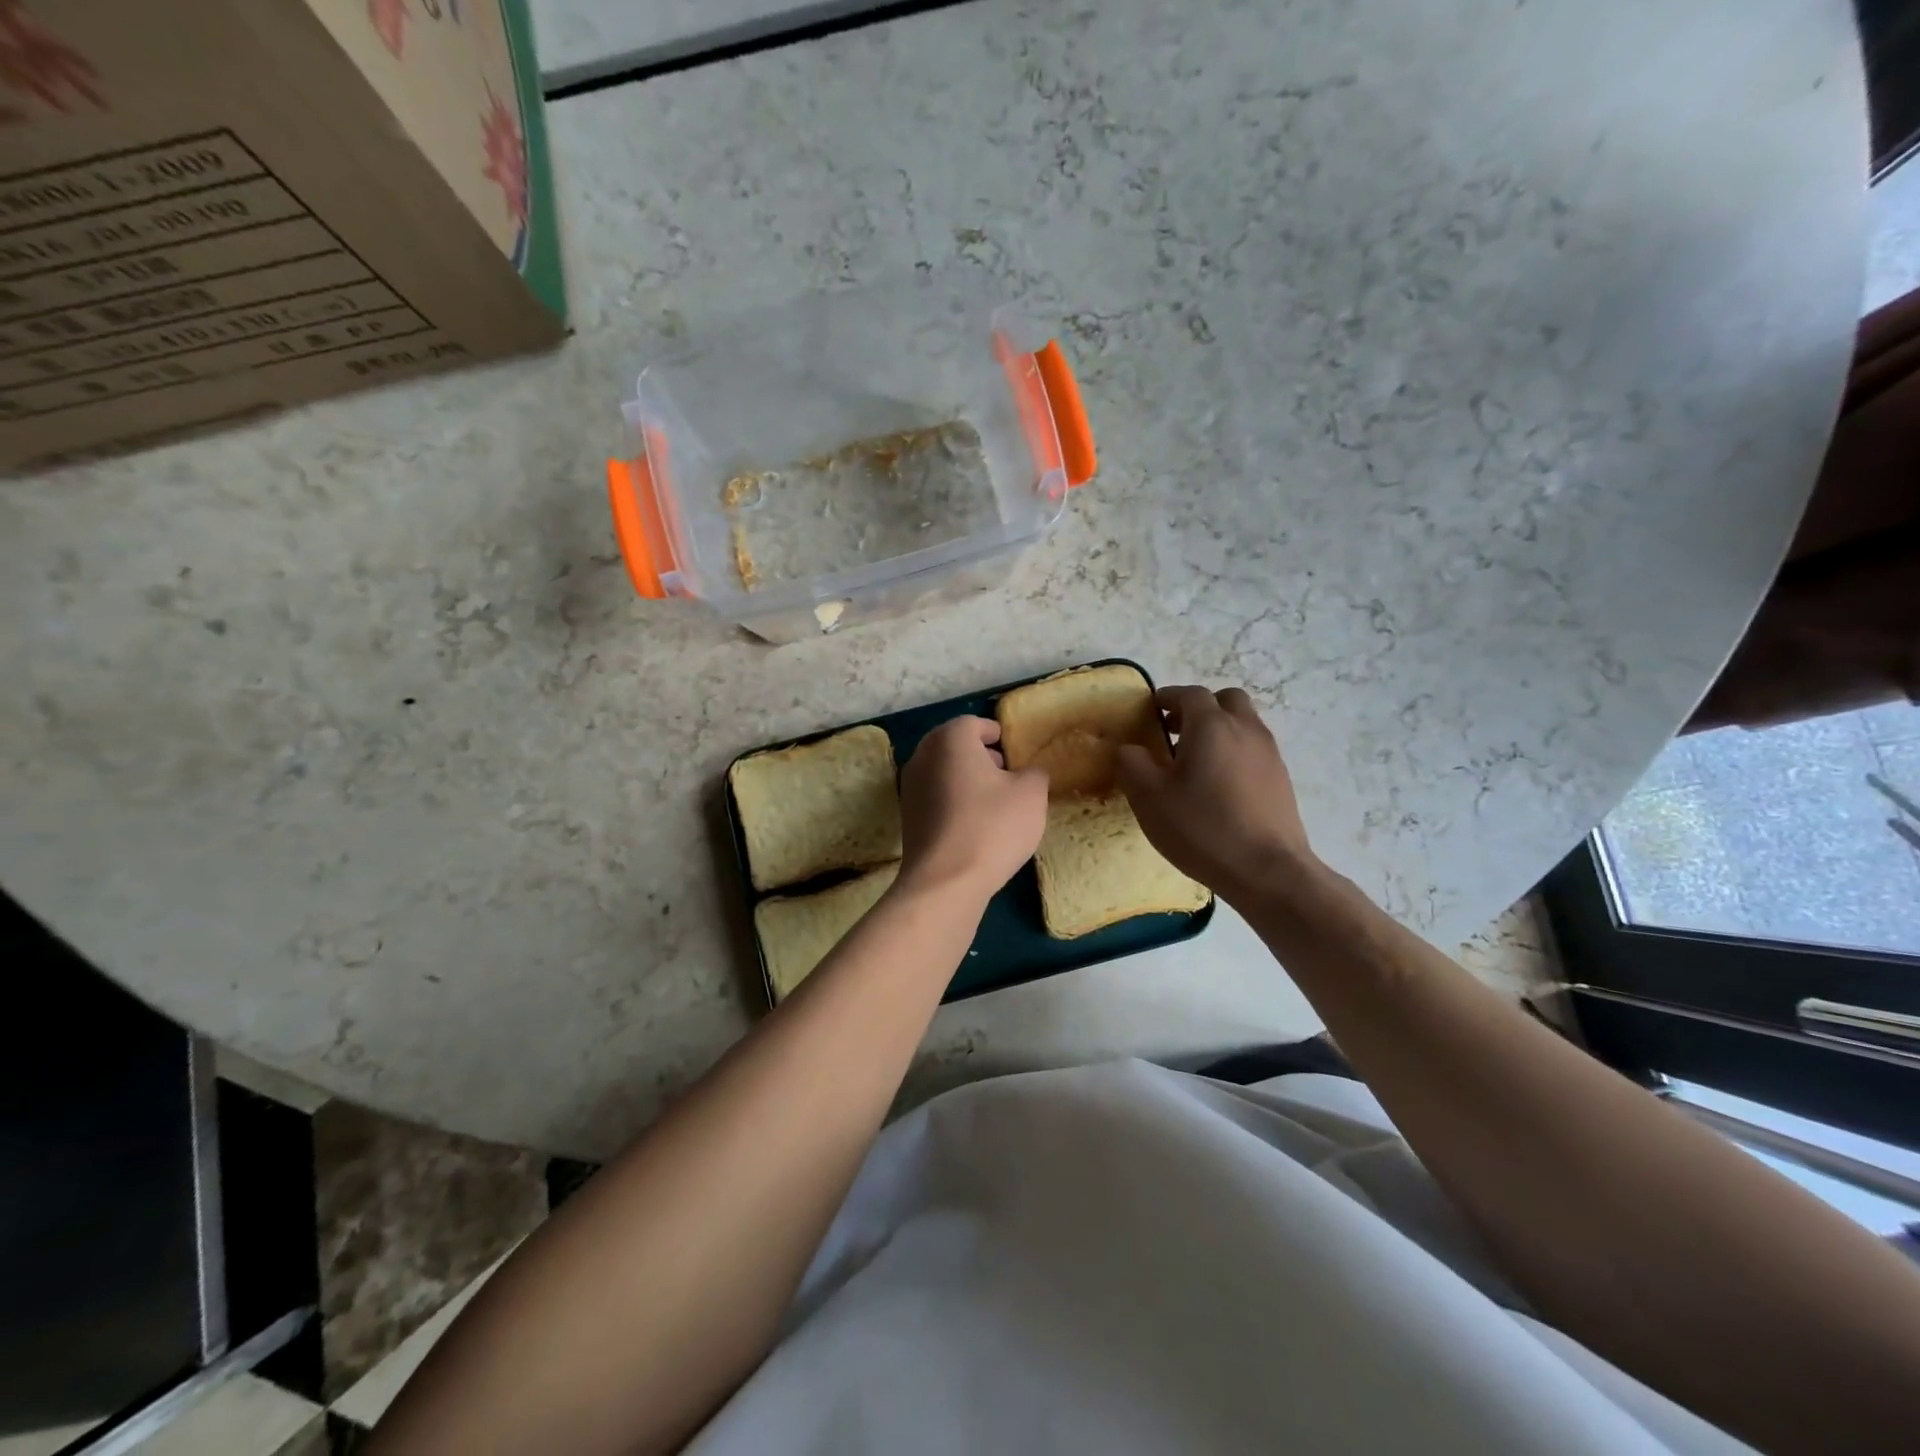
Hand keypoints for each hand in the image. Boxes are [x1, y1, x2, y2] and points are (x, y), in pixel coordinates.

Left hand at [897, 717, 1048, 901]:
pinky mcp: (907, 817)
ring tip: (993, 800)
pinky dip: (952, 800)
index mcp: (950, 739)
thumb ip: (1034, 773)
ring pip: (942, 771)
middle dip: (979, 754)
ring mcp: (909, 787)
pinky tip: (973, 823)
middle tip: (1004, 771)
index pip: (973, 723)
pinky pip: (935, 796)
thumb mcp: (1031, 795)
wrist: (945, 881)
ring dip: (965, 778)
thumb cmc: (992, 827)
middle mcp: (923, 756)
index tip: (1010, 747)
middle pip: (953, 745)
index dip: (994, 733)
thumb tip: (1027, 773)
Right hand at [1116, 685, 1320, 902]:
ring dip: (1218, 730)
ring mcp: (1269, 754)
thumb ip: (1131, 763)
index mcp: (1211, 725)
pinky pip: (1253, 750)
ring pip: (1243, 724)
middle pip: (1225, 700)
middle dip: (1199, 708)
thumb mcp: (1149, 797)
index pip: (1189, 694)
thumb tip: (1129, 748)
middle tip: (1175, 731)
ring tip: (1194, 762)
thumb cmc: (1202, 828)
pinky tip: (1218, 787)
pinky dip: (1233, 753)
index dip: (1168, 696)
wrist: (1267, 871)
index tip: (1151, 709)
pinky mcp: (1281, 779)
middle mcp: (1245, 729)